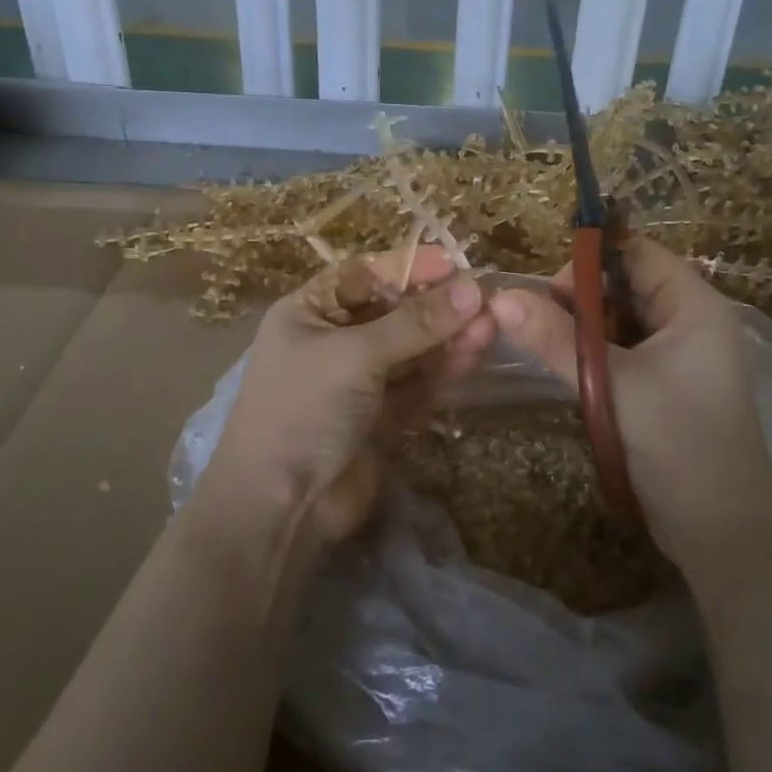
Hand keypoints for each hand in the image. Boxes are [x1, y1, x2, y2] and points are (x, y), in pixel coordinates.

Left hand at [205, 246, 494, 547]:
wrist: (281, 508)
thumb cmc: (304, 410)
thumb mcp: (355, 356)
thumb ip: (415, 324)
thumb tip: (472, 290)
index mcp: (309, 313)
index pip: (364, 275)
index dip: (408, 267)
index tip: (454, 264)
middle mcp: (333, 341)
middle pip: (393, 312)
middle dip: (437, 307)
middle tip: (484, 300)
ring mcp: (358, 382)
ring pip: (411, 350)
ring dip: (448, 339)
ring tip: (490, 326)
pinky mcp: (380, 418)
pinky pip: (417, 384)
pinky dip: (443, 372)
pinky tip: (473, 357)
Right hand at [488, 238, 771, 574]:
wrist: (720, 531)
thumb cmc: (677, 442)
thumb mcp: (611, 384)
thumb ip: (555, 338)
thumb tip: (501, 296)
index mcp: (695, 306)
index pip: (639, 253)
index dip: (592, 259)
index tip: (546, 289)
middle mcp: (690, 322)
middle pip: (626, 285)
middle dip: (580, 298)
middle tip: (538, 323)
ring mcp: (678, 356)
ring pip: (619, 322)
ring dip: (582, 329)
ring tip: (545, 346)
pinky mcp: (663, 386)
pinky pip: (622, 352)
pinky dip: (593, 355)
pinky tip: (567, 370)